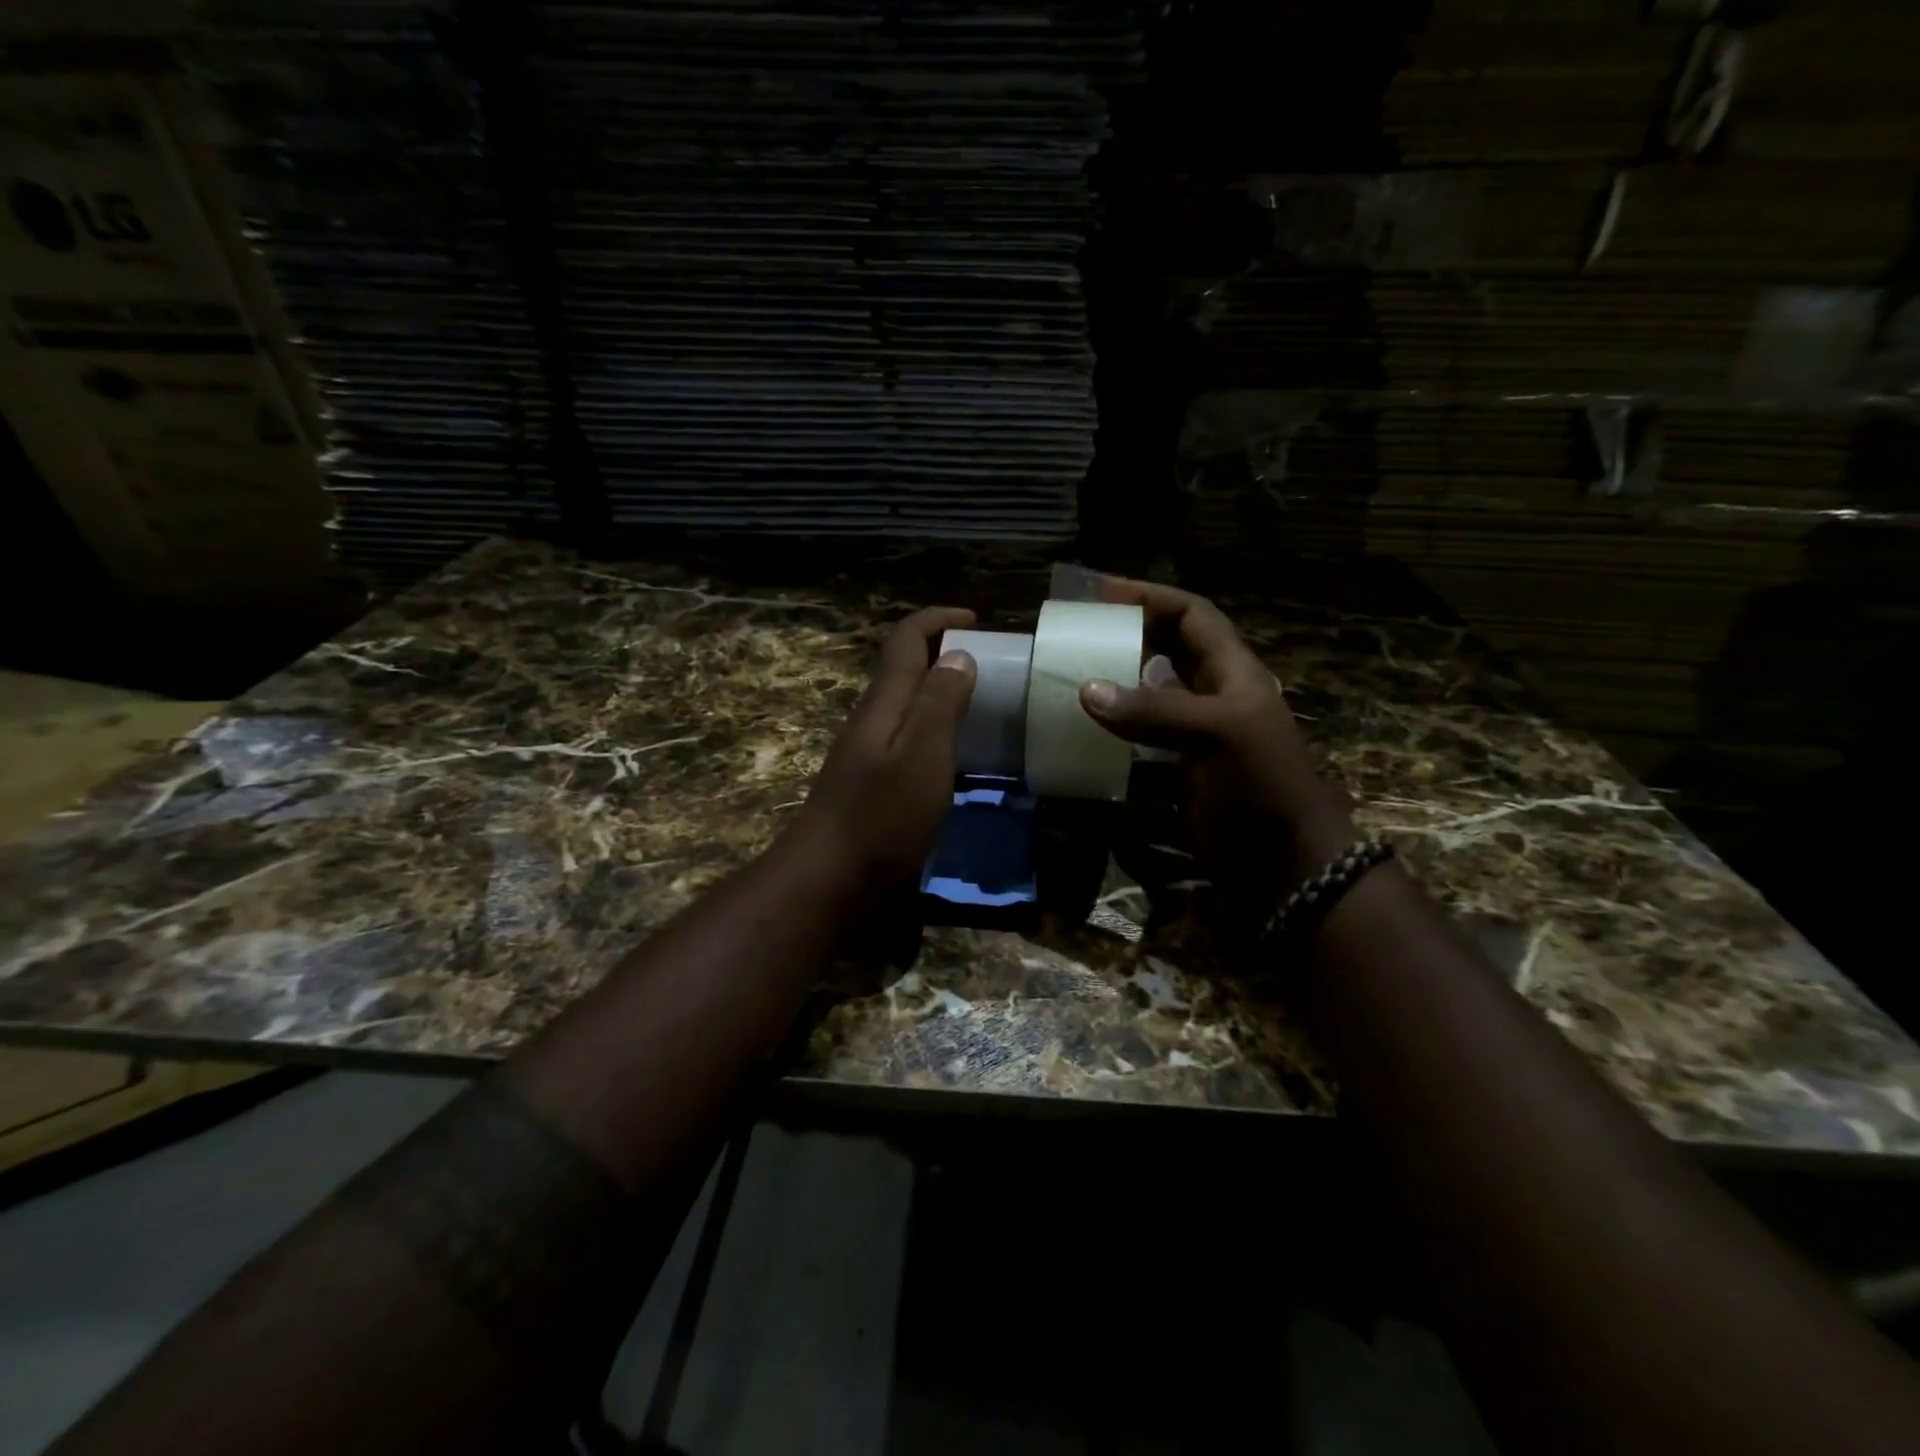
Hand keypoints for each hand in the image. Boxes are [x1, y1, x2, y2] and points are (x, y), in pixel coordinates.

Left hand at [787, 606, 977, 901]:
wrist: (829, 879)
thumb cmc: (881, 817)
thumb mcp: (922, 756)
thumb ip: (940, 703)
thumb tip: (959, 655)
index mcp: (885, 703)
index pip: (905, 640)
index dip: (937, 620)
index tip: (976, 619)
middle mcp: (873, 719)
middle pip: (905, 668)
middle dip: (943, 652)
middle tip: (991, 665)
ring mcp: (869, 752)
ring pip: (907, 704)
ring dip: (941, 691)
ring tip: (984, 705)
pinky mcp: (873, 782)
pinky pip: (909, 737)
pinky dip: (937, 728)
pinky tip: (959, 755)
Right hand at [1078, 579, 1354, 910]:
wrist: (1286, 863)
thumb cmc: (1263, 784)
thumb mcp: (1217, 734)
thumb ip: (1154, 711)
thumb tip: (1086, 690)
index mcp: (1232, 672)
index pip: (1191, 615)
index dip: (1150, 597)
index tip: (1101, 593)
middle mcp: (1211, 696)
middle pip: (1165, 650)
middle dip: (1126, 635)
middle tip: (1077, 633)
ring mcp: (1193, 736)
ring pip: (1147, 696)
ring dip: (1114, 685)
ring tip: (1070, 677)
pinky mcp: (1178, 772)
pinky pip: (1137, 741)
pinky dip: (1112, 734)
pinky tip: (1082, 734)